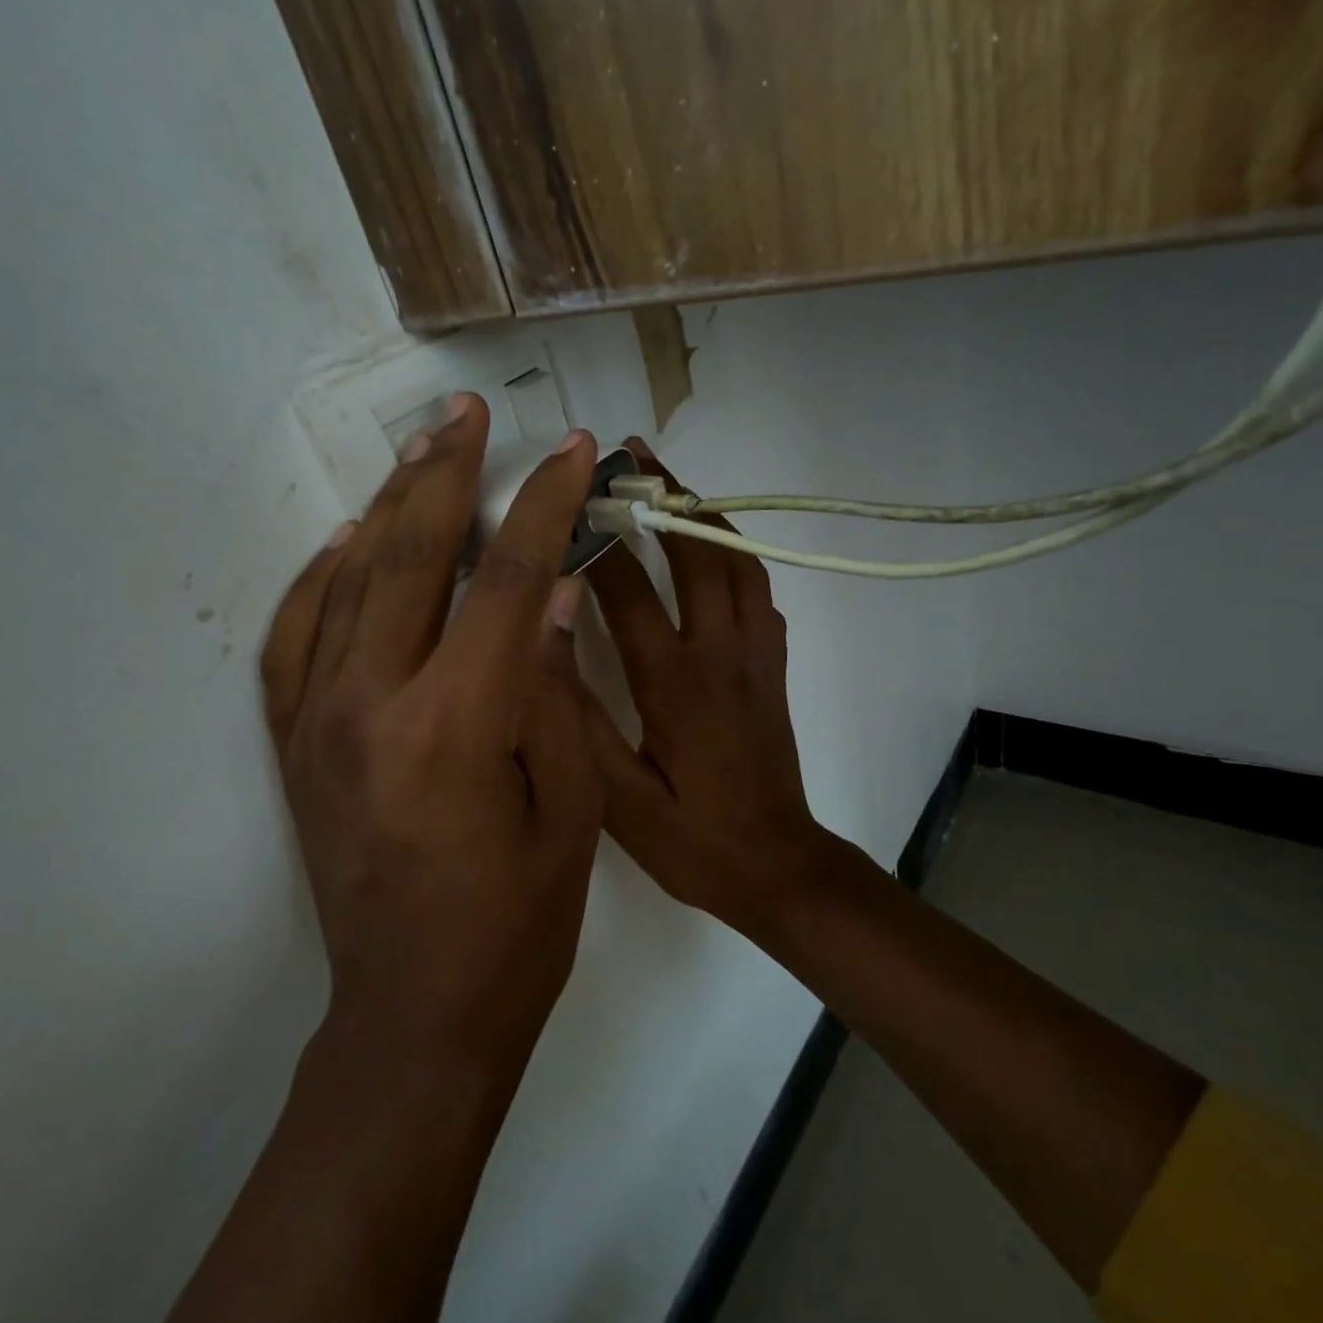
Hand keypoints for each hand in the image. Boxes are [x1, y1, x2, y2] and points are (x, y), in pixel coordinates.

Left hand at [260, 394, 602, 1071]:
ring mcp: (319, 723)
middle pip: (410, 557)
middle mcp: (371, 706)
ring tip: (419, 453)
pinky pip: (295, 639)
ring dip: (388, 509)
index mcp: (455, 724)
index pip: (509, 581)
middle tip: (466, 411)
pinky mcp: (295, 747)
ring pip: (346, 583)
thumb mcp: (569, 810)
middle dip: (446, 473)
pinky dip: (319, 579)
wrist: (415, 1015)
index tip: (572, 452)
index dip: (546, 506)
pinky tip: (348, 543)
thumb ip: (556, 693)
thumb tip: (559, 597)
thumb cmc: (516, 925)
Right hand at [579, 442, 853, 935]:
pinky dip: (738, 556)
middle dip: (664, 498)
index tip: (565, 503)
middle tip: (632, 456)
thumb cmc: (693, 839)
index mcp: (675, 685)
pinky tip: (715, 550)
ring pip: (739, 564)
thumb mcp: (618, 799)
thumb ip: (581, 721)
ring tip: (674, 484)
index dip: (596, 543)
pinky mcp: (774, 667)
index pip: (629, 593)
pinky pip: (761, 592)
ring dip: (706, 516)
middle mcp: (721, 654)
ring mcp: (757, 656)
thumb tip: (545, 646)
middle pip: (698, 555)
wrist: (777, 866)